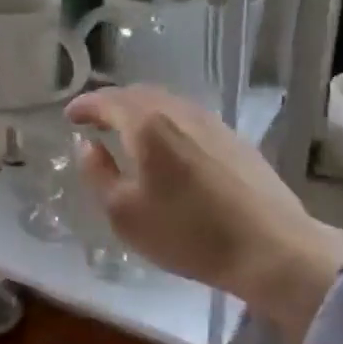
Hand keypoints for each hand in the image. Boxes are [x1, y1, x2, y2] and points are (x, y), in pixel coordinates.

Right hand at [65, 85, 342, 336]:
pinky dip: (165, 121)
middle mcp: (178, 112)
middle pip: (137, 94)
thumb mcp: (124, 213)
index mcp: (147, 124)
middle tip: (95, 120)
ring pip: (165, 103)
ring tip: (127, 130)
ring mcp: (211, 122)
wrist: (273, 249)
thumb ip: (97, 173)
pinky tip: (167, 144)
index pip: (106, 101)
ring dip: (140, 110)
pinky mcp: (234, 138)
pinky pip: (187, 116)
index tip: (69, 116)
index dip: (84, 106)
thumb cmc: (189, 233)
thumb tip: (88, 146)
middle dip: (111, 103)